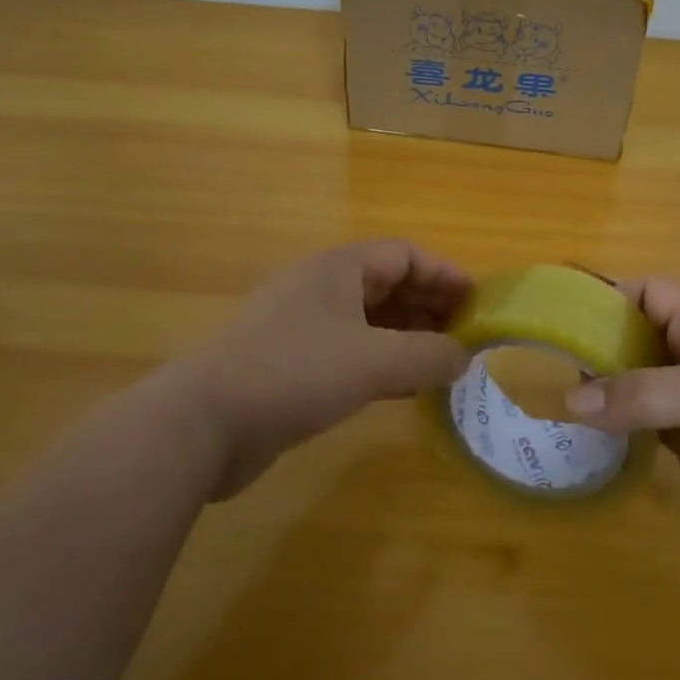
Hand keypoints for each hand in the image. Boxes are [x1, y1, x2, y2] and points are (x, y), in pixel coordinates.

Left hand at [186, 240, 472, 497]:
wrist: (200, 424)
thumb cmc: (294, 373)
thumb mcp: (374, 362)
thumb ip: (428, 356)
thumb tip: (465, 357)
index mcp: (339, 267)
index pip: (406, 255)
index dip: (445, 275)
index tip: (479, 303)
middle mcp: (321, 287)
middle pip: (389, 284)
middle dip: (431, 307)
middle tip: (467, 338)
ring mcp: (302, 325)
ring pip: (370, 321)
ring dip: (408, 338)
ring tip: (444, 364)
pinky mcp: (290, 364)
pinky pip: (350, 352)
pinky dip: (382, 364)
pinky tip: (405, 390)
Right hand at [563, 278, 679, 558]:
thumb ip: (639, 394)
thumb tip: (570, 401)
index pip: (648, 292)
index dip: (609, 295)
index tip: (564, 313)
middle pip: (636, 335)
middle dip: (596, 344)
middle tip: (547, 360)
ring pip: (635, 380)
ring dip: (602, 386)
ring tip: (554, 395)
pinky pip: (642, 421)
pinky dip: (615, 422)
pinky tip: (585, 431)